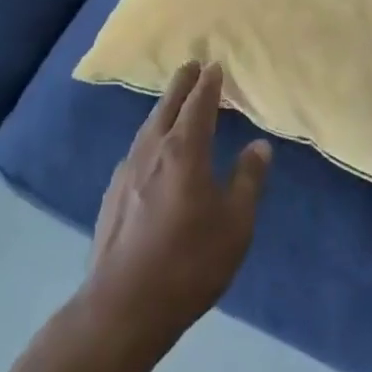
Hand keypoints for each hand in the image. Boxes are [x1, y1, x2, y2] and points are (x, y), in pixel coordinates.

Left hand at [81, 62, 271, 353]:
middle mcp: (152, 150)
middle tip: (192, 65)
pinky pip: (137, 149)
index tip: (214, 65)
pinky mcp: (112, 194)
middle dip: (182, 84)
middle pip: (167, 105)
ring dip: (164, 108)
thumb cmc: (189, 262)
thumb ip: (248, 180)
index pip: (199, 103)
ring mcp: (127, 170)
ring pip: (148, 126)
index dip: (209, 83)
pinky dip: (150, 136)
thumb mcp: (235, 224)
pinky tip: (153, 152)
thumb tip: (259, 145)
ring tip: (174, 102)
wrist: (122, 306)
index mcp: (184, 150)